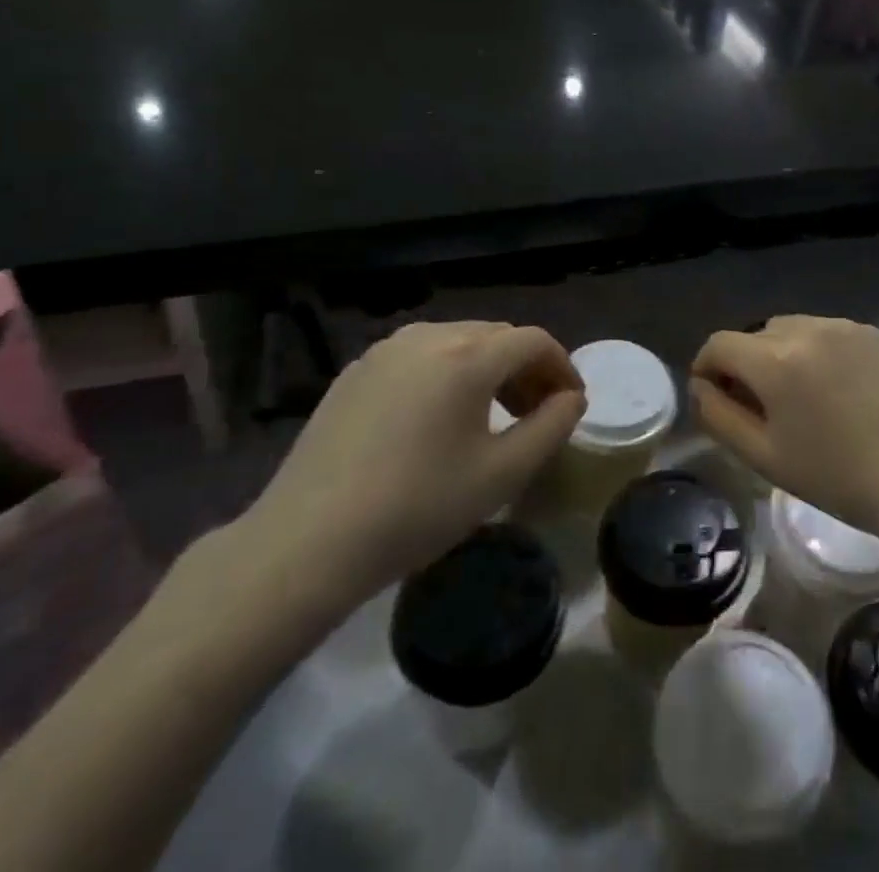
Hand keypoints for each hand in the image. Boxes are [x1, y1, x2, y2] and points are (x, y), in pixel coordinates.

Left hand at [239, 321, 585, 624]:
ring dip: (487, 369)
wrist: (307, 542)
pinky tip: (438, 419)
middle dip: (526, 368)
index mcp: (467, 355)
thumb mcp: (501, 474)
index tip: (571, 403)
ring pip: (457, 342)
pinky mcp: (356, 371)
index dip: (562, 367)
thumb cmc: (417, 507)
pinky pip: (419, 357)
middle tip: (537, 413)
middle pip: (496, 336)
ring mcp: (386, 350)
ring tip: (492, 415)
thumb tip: (570, 399)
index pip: (533, 341)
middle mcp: (428, 335)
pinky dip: (446, 374)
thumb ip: (550, 428)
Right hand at [690, 315, 878, 535]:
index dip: (706, 367)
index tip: (714, 396)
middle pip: (754, 335)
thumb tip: (699, 385)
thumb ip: (718, 415)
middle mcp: (806, 328)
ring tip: (798, 395)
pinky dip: (814, 351)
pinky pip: (824, 332)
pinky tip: (833, 388)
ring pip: (789, 329)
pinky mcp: (870, 333)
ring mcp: (842, 326)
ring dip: (780, 354)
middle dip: (745, 364)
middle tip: (759, 405)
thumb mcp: (763, 456)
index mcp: (775, 359)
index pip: (719, 344)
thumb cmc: (835, 476)